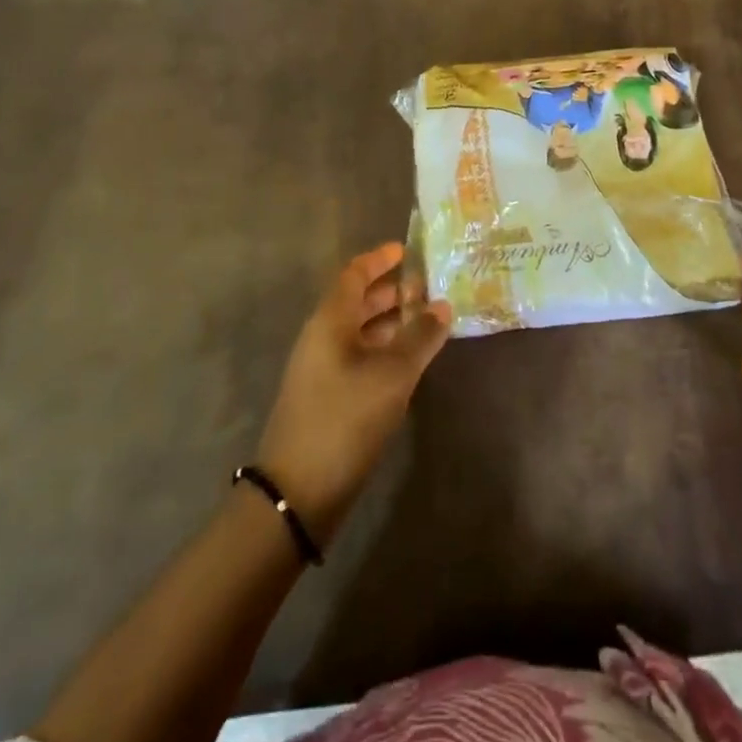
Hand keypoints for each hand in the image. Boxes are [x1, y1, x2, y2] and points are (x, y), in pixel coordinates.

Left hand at [254, 242, 451, 545]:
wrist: (298, 491)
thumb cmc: (345, 418)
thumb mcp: (392, 374)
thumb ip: (420, 336)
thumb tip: (443, 304)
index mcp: (330, 321)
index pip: (354, 274)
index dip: (379, 259)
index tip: (406, 250)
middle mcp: (323, 337)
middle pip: (357, 301)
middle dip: (391, 291)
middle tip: (428, 286)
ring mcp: (322, 369)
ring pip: (360, 330)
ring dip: (391, 321)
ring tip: (428, 319)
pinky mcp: (328, 396)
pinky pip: (360, 356)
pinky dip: (385, 348)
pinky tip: (410, 360)